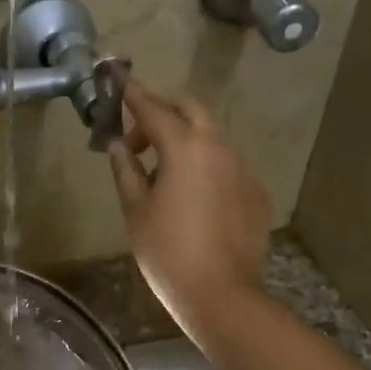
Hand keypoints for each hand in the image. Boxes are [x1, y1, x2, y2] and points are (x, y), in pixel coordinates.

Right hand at [107, 80, 270, 335]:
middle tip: (138, 136)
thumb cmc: (167, 253)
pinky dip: (205, 162)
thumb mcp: (136, 210)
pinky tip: (192, 194)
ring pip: (211, 133)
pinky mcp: (255, 190)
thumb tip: (117, 144)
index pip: (152, 108)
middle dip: (162, 109)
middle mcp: (218, 146)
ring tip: (162, 169)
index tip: (116, 75)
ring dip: (185, 136)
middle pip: (190, 107)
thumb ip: (126, 170)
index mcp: (184, 148)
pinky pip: (226, 161)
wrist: (220, 294)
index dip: (131, 92)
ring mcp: (242, 167)